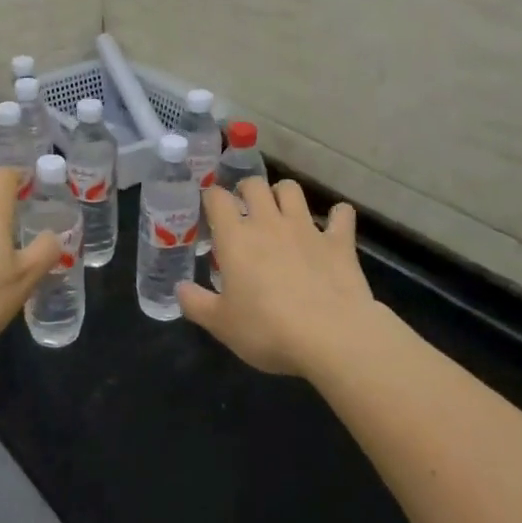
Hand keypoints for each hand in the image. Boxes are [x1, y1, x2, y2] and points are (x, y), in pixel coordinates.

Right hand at [178, 179, 375, 376]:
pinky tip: (334, 225)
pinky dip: (337, 216)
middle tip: (245, 209)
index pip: (217, 197)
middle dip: (247, 190)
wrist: (331, 337)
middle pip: (254, 184)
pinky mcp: (339, 242)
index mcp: (235, 237)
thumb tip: (179, 288)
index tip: (210, 210)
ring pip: (292, 189)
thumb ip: (196, 303)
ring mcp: (306, 228)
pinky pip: (341, 215)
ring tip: (282, 211)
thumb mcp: (221, 324)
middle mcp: (268, 223)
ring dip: (284, 194)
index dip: (211, 198)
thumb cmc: (267, 330)